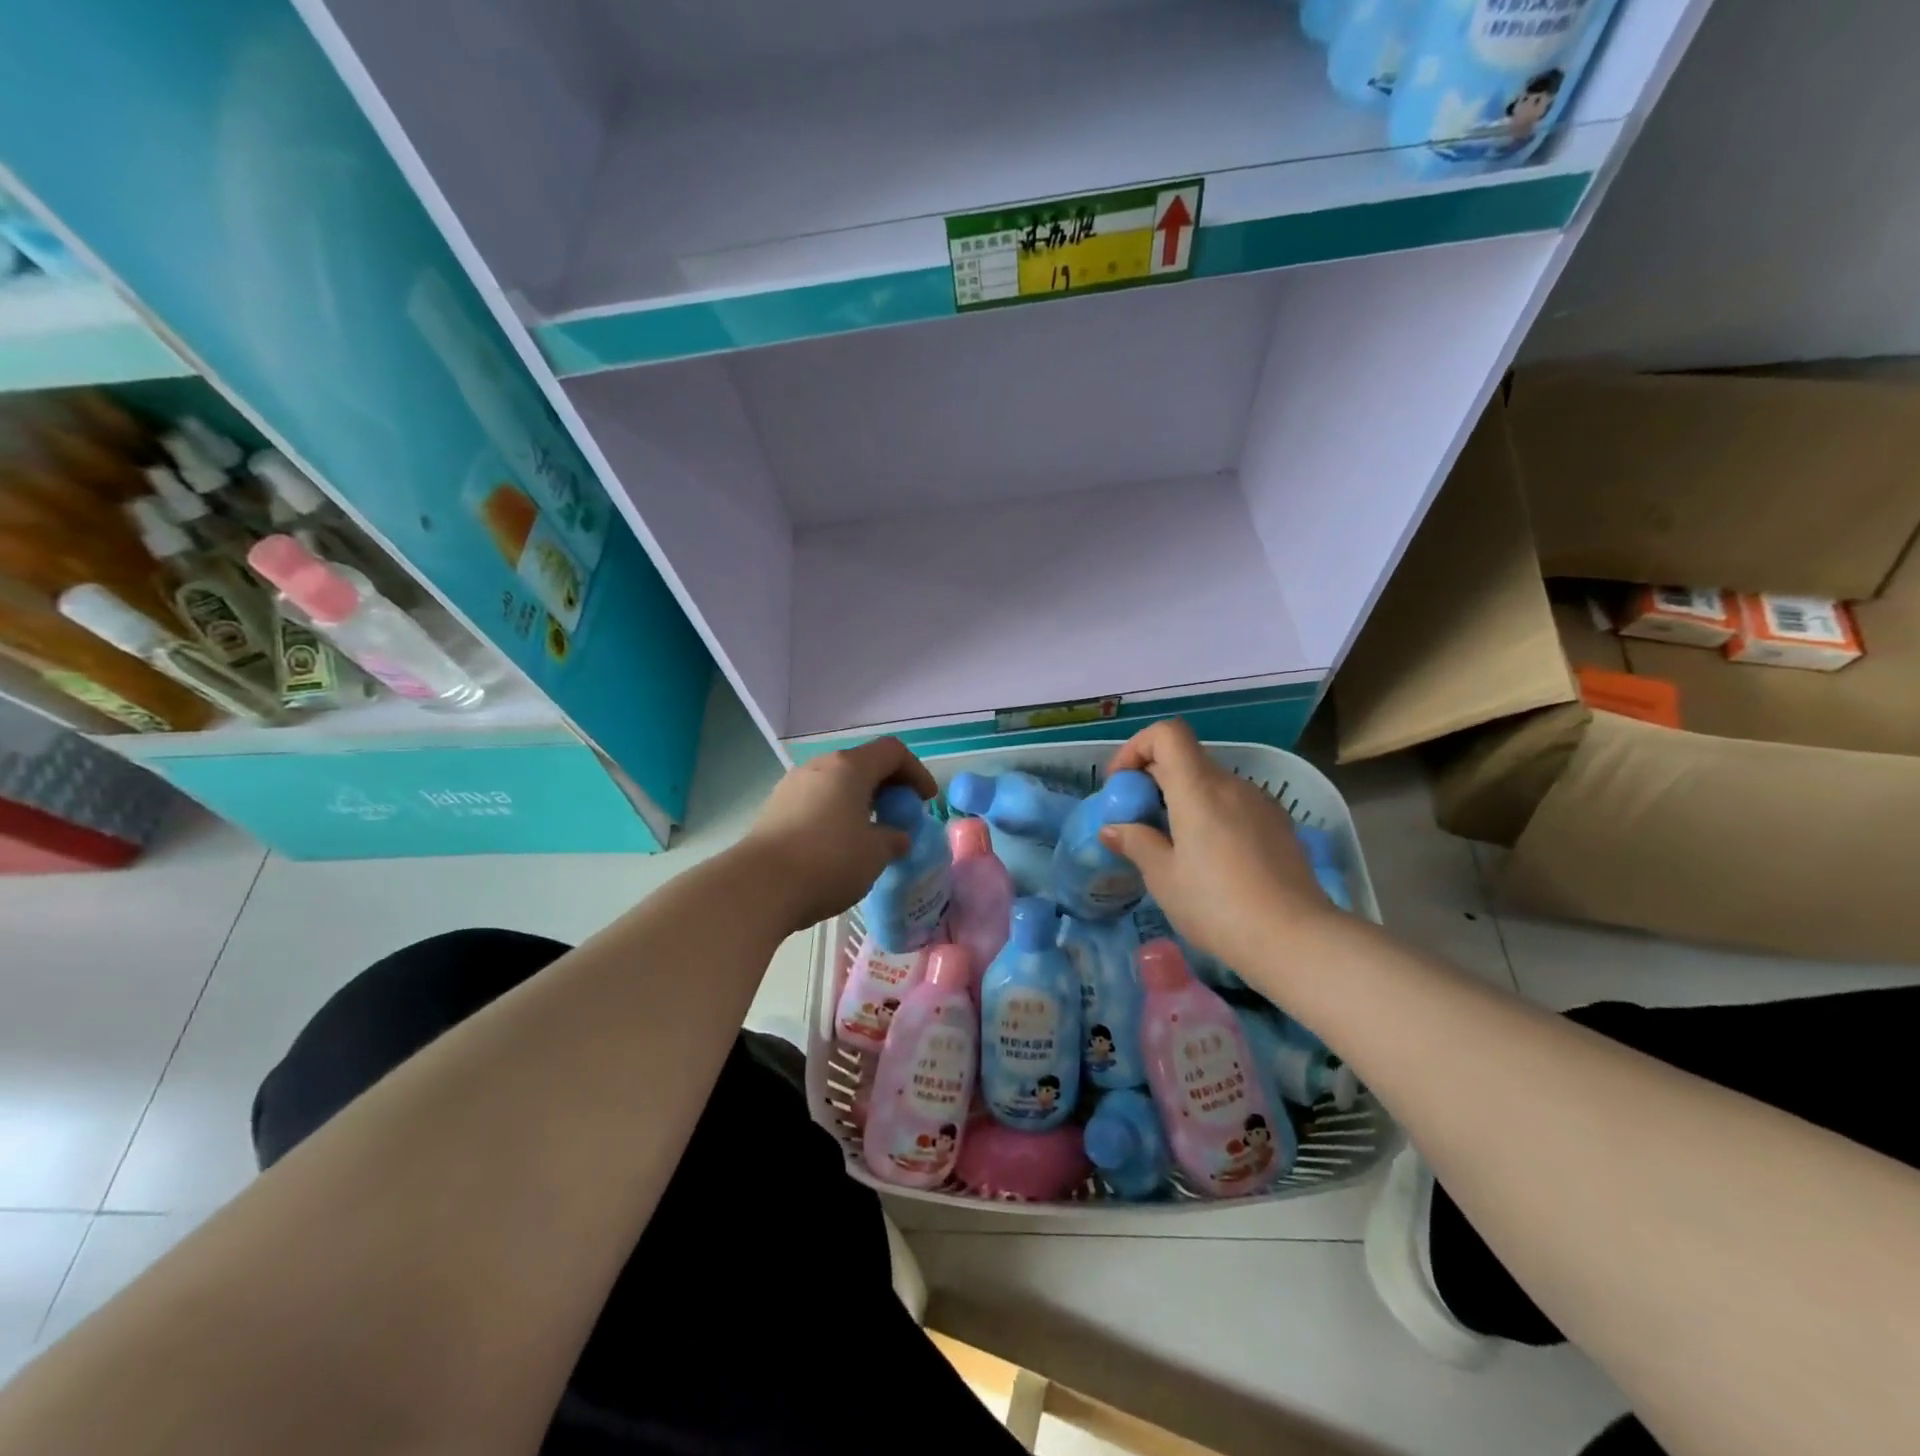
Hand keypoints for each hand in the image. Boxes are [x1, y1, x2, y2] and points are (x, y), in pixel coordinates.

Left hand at [739, 737, 938, 934]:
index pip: (892, 752)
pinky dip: (836, 812)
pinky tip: (839, 843)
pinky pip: (816, 800)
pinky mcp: (775, 809)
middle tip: (901, 814)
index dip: (916, 772)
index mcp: (849, 768)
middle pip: (862, 763)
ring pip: (837, 782)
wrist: (758, 887)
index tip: (926, 801)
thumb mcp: (875, 854)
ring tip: (871, 830)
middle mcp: (819, 767)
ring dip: (860, 800)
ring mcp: (792, 786)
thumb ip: (893, 839)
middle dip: (888, 785)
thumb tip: (897, 836)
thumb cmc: (828, 861)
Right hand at [1099, 719, 1333, 972]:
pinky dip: (1211, 814)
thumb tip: (1112, 828)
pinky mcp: (1279, 825)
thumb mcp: (1164, 878)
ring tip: (1173, 843)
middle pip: (1186, 758)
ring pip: (1211, 783)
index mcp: (1198, 788)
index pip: (1167, 734)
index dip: (1137, 747)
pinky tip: (1210, 858)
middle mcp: (1232, 784)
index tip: (1122, 784)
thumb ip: (1136, 843)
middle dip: (1154, 779)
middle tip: (1137, 820)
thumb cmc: (1217, 906)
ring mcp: (1260, 803)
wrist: (1296, 940)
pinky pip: (1234, 804)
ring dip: (1183, 798)